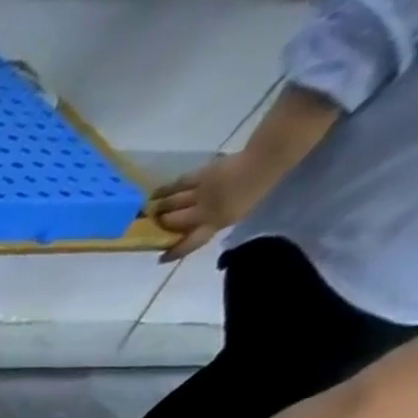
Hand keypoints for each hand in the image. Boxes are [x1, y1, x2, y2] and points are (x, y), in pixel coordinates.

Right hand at [150, 151, 270, 262]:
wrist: (269, 158)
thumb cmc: (259, 187)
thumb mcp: (238, 213)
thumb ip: (215, 222)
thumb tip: (195, 228)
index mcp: (216, 222)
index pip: (189, 243)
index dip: (174, 252)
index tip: (161, 258)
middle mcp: (203, 210)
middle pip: (173, 221)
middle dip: (161, 224)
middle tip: (150, 226)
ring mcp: (201, 192)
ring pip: (171, 203)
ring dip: (158, 207)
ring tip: (148, 209)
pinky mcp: (201, 175)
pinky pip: (179, 184)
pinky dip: (165, 189)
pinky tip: (156, 193)